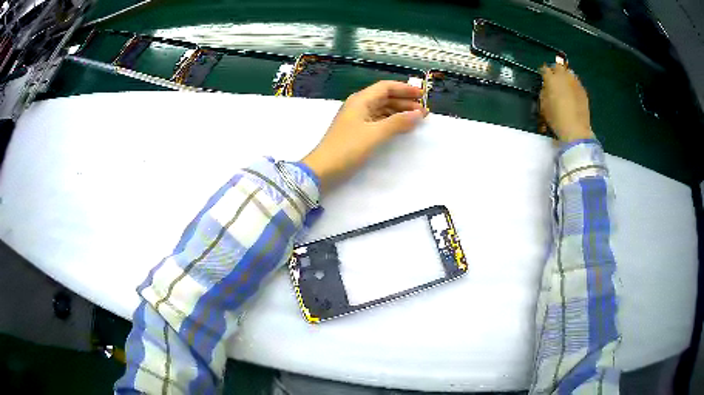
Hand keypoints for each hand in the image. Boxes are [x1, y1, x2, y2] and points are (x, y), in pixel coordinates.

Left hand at [302, 80, 427, 190]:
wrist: (323, 169)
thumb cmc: (347, 148)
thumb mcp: (375, 134)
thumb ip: (398, 122)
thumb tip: (418, 113)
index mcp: (361, 100)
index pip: (386, 87)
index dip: (405, 89)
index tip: (423, 95)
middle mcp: (359, 105)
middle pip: (385, 97)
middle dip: (404, 102)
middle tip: (423, 111)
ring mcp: (357, 118)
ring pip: (382, 109)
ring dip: (399, 112)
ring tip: (416, 119)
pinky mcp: (357, 131)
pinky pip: (378, 120)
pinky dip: (391, 121)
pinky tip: (401, 127)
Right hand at [539, 64, 593, 141]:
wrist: (576, 129)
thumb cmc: (556, 119)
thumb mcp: (543, 106)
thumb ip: (544, 92)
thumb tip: (546, 87)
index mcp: (551, 79)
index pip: (544, 69)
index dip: (543, 72)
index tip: (543, 77)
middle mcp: (563, 77)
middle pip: (558, 66)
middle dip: (555, 70)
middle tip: (554, 78)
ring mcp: (575, 82)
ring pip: (569, 72)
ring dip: (565, 76)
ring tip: (564, 84)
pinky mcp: (583, 90)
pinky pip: (576, 82)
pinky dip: (573, 84)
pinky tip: (572, 93)